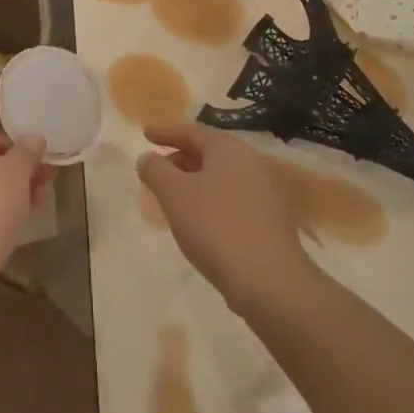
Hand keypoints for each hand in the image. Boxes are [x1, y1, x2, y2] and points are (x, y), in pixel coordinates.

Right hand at [136, 120, 314, 316]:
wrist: (268, 280)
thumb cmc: (215, 226)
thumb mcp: (174, 194)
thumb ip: (156, 170)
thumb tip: (147, 158)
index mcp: (229, 150)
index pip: (192, 131)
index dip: (166, 132)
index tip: (145, 134)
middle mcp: (251, 164)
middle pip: (209, 153)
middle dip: (179, 158)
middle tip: (156, 169)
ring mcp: (264, 194)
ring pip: (220, 178)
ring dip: (193, 182)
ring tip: (171, 196)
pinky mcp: (269, 221)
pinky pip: (231, 199)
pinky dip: (209, 200)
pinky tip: (196, 220)